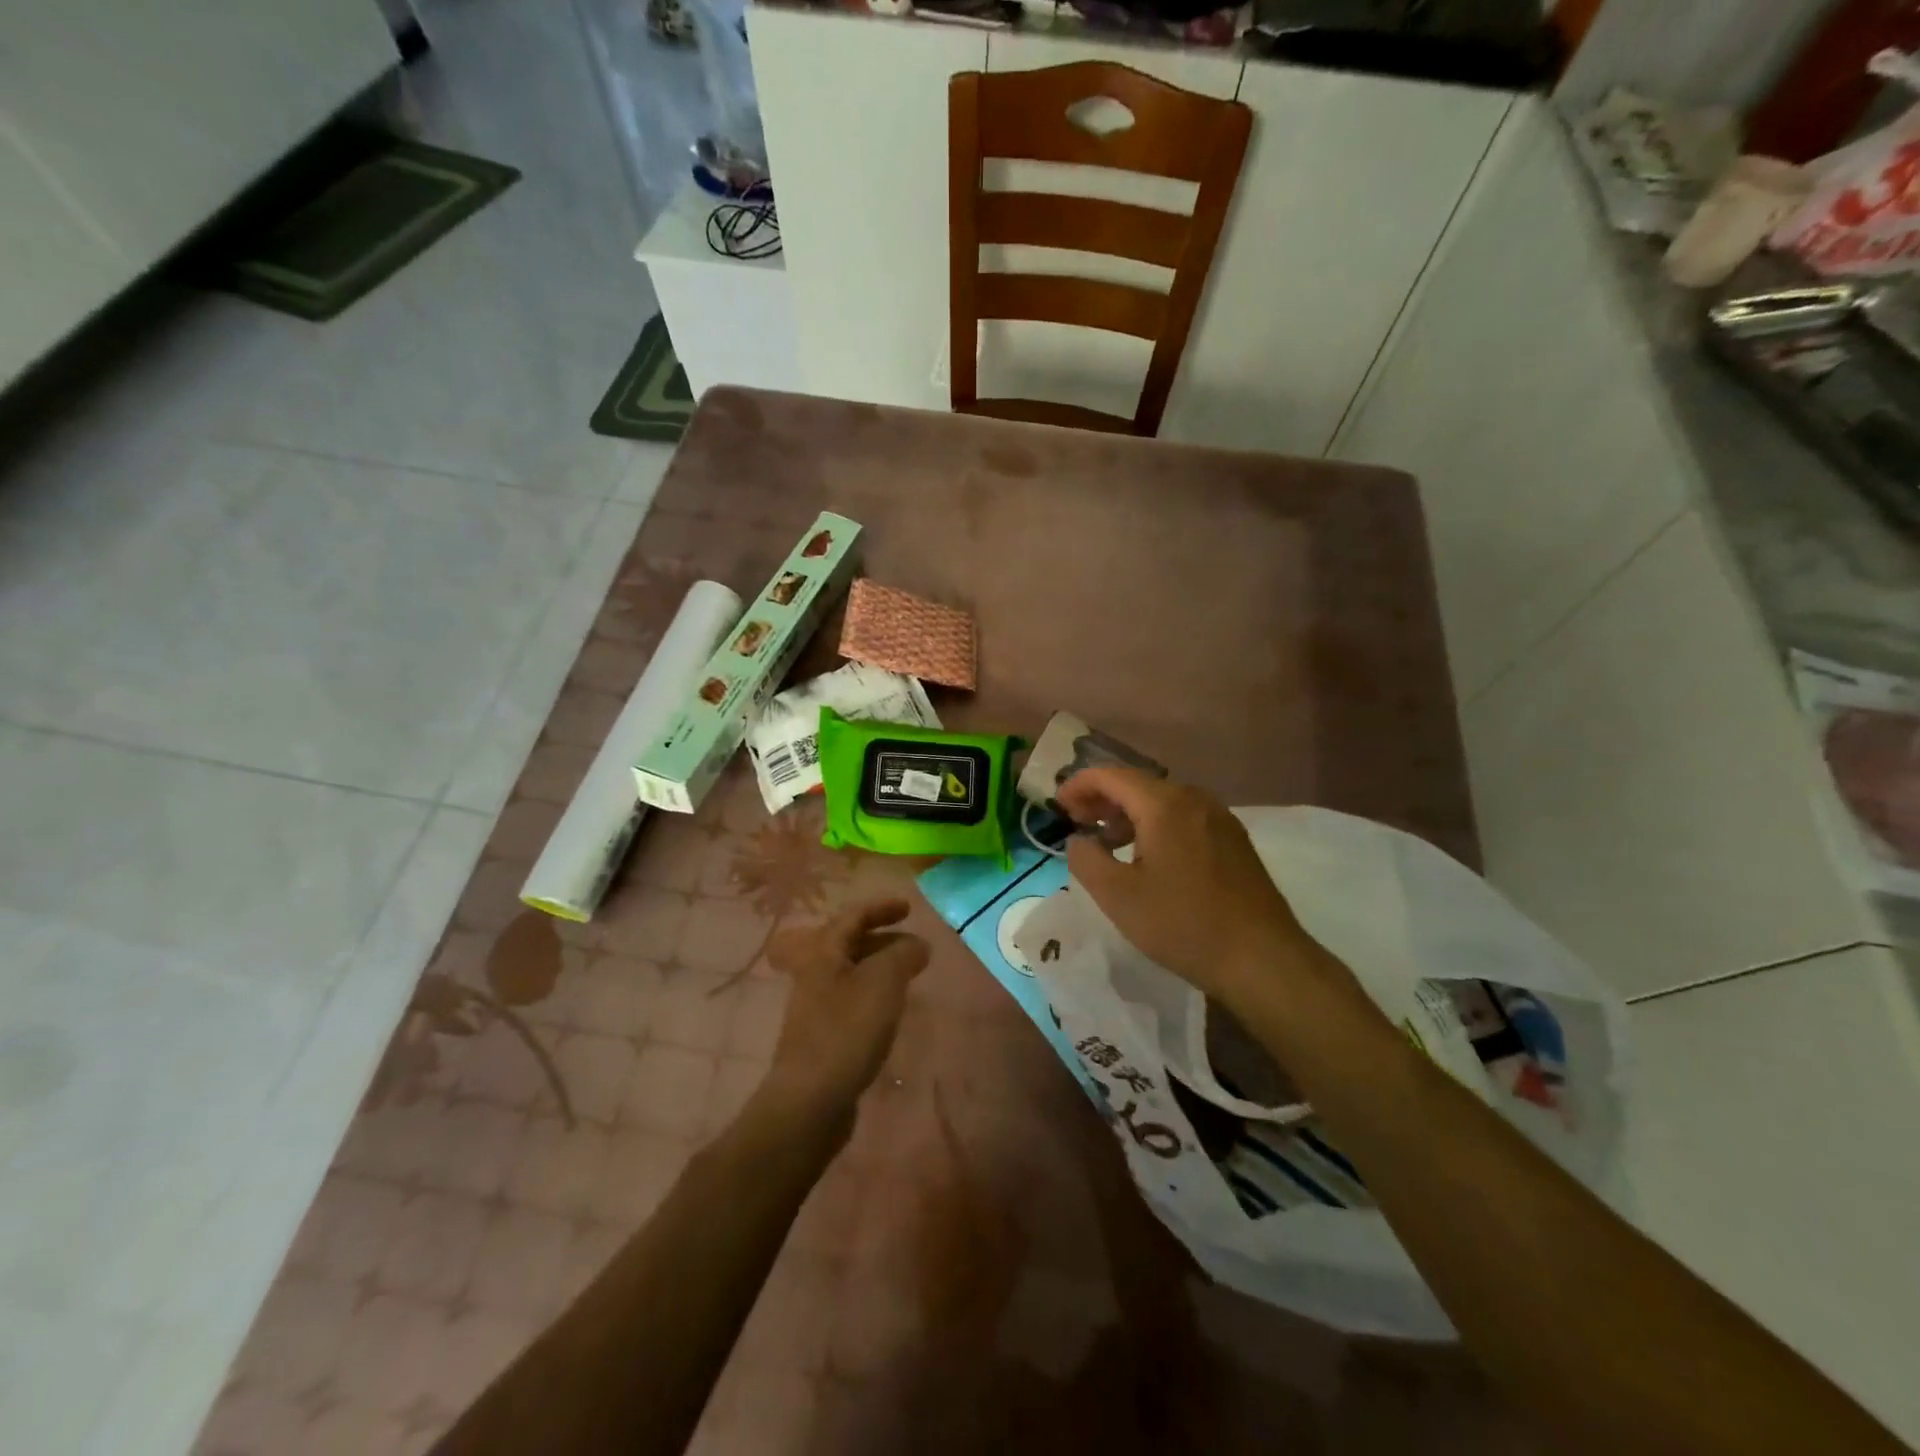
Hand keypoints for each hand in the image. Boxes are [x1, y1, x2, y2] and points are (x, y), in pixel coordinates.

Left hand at [761, 898, 928, 1119]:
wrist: (811, 1100)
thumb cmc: (847, 1030)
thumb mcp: (883, 982)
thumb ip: (904, 955)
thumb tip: (918, 945)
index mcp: (823, 952)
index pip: (852, 915)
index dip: (880, 907)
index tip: (909, 907)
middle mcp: (815, 973)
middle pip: (848, 943)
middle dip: (881, 937)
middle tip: (913, 944)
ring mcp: (816, 1006)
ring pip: (851, 972)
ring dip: (880, 966)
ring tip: (909, 975)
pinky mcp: (823, 1035)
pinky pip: (852, 999)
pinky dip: (875, 993)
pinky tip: (891, 1009)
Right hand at [1057, 766, 1316, 1006]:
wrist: (1262, 959)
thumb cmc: (1183, 924)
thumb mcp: (1118, 896)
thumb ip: (1086, 859)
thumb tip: (1078, 839)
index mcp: (1164, 805)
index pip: (1110, 775)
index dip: (1078, 786)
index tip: (1057, 808)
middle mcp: (1194, 799)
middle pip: (1137, 785)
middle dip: (1101, 800)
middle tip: (1076, 824)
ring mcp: (1219, 818)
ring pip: (1161, 802)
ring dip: (1128, 815)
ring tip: (1107, 844)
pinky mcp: (1233, 841)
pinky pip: (1183, 818)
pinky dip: (1154, 827)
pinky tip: (1147, 859)